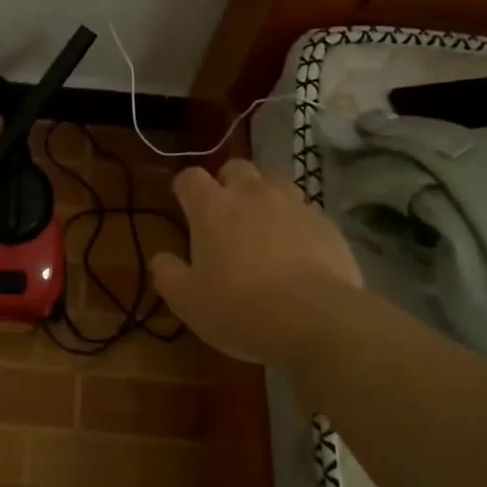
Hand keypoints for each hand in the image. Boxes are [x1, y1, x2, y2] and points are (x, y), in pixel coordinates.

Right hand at [151, 159, 361, 368]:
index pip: (190, 177)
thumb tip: (160, 259)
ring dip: (264, 195)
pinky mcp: (326, 223)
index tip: (184, 204)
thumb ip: (167, 274)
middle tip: (225, 212)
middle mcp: (252, 195)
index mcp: (212, 208)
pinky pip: (306, 211)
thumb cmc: (239, 308)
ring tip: (263, 224)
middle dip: (227, 182)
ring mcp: (293, 205)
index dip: (185, 187)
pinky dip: (296, 222)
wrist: (316, 319)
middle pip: (236, 167)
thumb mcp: (187, 301)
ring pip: (275, 182)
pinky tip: (297, 249)